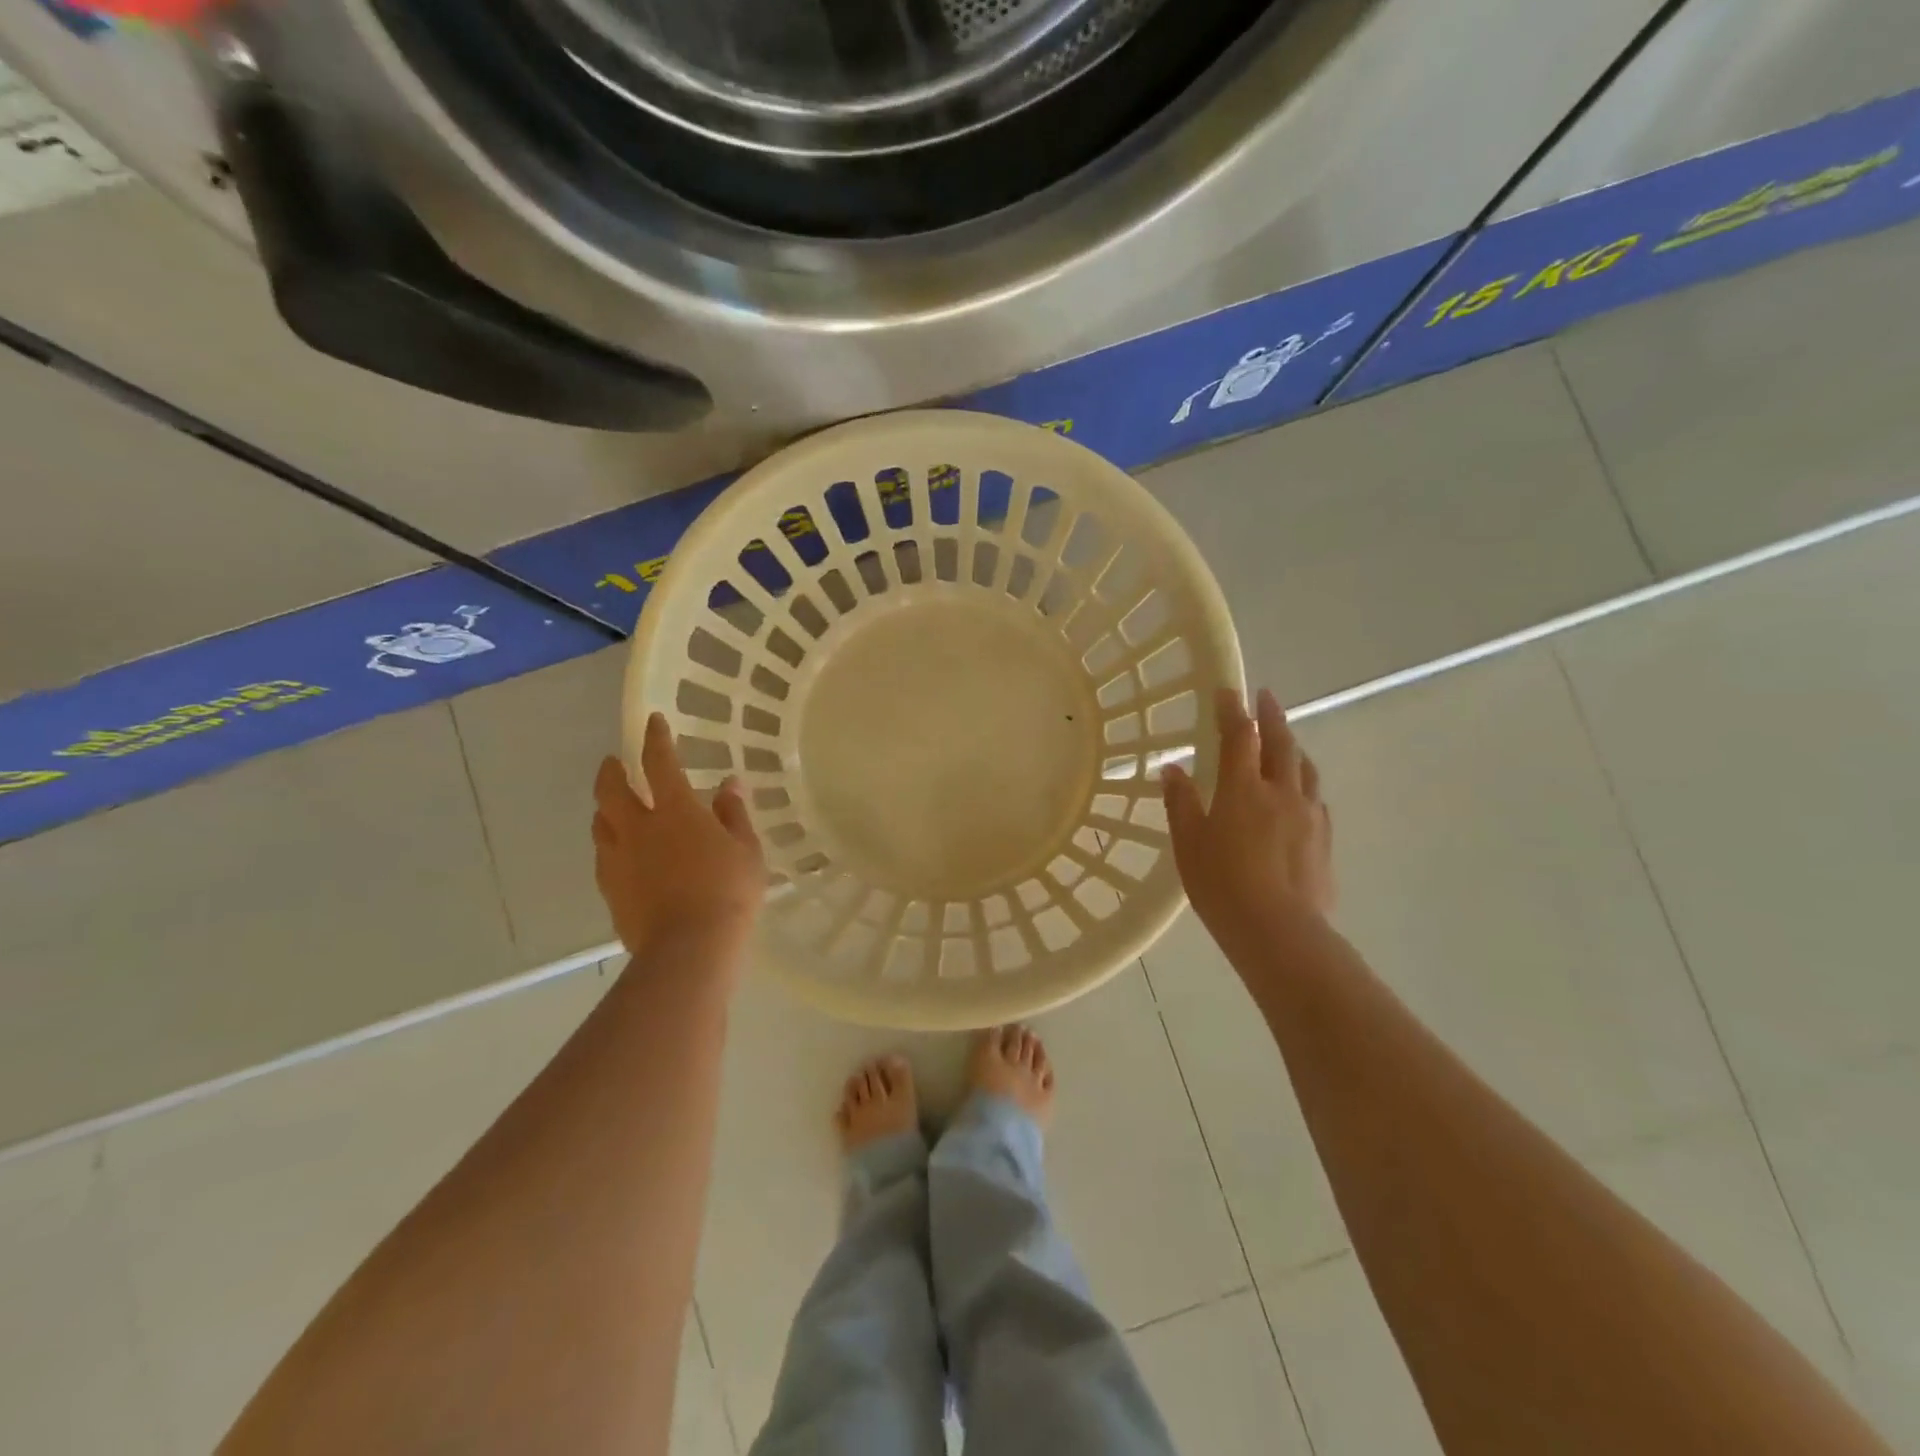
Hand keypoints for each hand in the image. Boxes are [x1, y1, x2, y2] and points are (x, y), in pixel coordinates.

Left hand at [593, 713, 764, 957]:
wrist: (689, 947)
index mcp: (676, 811)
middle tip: (615, 762)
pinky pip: (604, 857)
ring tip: (614, 807)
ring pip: (601, 823)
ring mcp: (619, 860)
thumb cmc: (728, 891)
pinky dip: (611, 844)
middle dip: (613, 770)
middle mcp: (639, 828)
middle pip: (612, 789)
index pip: (660, 763)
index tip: (652, 721)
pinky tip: (621, 853)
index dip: (655, 739)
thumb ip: (734, 814)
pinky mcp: (611, 890)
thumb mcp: (746, 849)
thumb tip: (729, 784)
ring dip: (606, 808)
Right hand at [1163, 687, 1334, 950]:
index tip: (1227, 689)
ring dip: (1293, 747)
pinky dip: (1304, 783)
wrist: (1279, 932)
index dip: (1232, 710)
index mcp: (1243, 789)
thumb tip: (1173, 768)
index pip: (1239, 736)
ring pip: (1304, 768)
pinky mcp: (1324, 840)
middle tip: (1266, 697)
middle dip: (1272, 716)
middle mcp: (1281, 792)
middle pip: (1280, 743)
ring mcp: (1308, 815)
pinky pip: (1315, 798)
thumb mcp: (1189, 844)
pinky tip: (1300, 794)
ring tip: (1286, 740)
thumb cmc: (1222, 886)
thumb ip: (1181, 803)